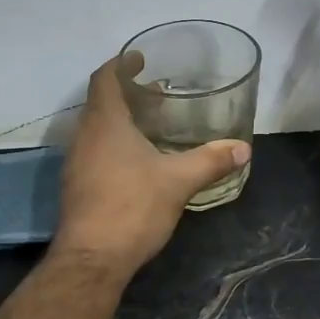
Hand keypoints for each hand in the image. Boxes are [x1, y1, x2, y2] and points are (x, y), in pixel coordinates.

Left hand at [52, 55, 251, 275]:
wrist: (93, 259)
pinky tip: (138, 162)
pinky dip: (114, 145)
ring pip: (97, 129)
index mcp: (105, 123)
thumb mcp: (179, 181)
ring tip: (151, 125)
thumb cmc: (133, 207)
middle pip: (100, 103)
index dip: (121, 64)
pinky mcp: (77, 187)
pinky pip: (95, 152)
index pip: (105, 79)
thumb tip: (243, 149)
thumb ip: (211, 161)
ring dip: (120, 121)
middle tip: (157, 94)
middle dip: (126, 94)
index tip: (140, 59)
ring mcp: (76, 164)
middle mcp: (84, 137)